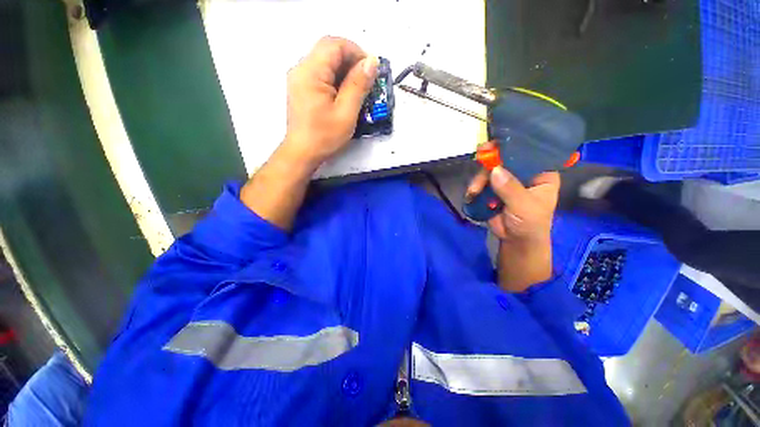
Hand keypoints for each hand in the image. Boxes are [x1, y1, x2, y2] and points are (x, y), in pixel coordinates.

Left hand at [240, 37, 376, 230]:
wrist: (302, 152)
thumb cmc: (324, 136)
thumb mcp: (346, 112)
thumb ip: (358, 85)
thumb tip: (372, 62)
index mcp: (310, 72)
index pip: (334, 44)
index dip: (356, 52)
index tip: (371, 70)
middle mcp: (301, 69)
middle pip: (329, 50)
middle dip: (351, 61)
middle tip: (367, 80)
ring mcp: (299, 78)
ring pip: (325, 62)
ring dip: (344, 70)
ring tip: (358, 89)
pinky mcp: (301, 87)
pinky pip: (320, 73)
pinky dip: (336, 79)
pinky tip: (344, 94)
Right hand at [465, 148, 560, 291]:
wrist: (515, 241)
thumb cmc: (530, 223)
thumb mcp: (524, 206)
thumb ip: (510, 189)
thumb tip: (494, 170)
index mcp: (540, 174)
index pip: (531, 152)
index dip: (516, 144)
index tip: (500, 141)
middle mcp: (523, 173)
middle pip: (506, 159)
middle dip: (492, 159)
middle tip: (480, 153)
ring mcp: (506, 181)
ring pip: (491, 170)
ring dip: (480, 178)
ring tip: (474, 191)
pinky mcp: (492, 189)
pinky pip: (482, 182)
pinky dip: (475, 186)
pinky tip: (472, 193)